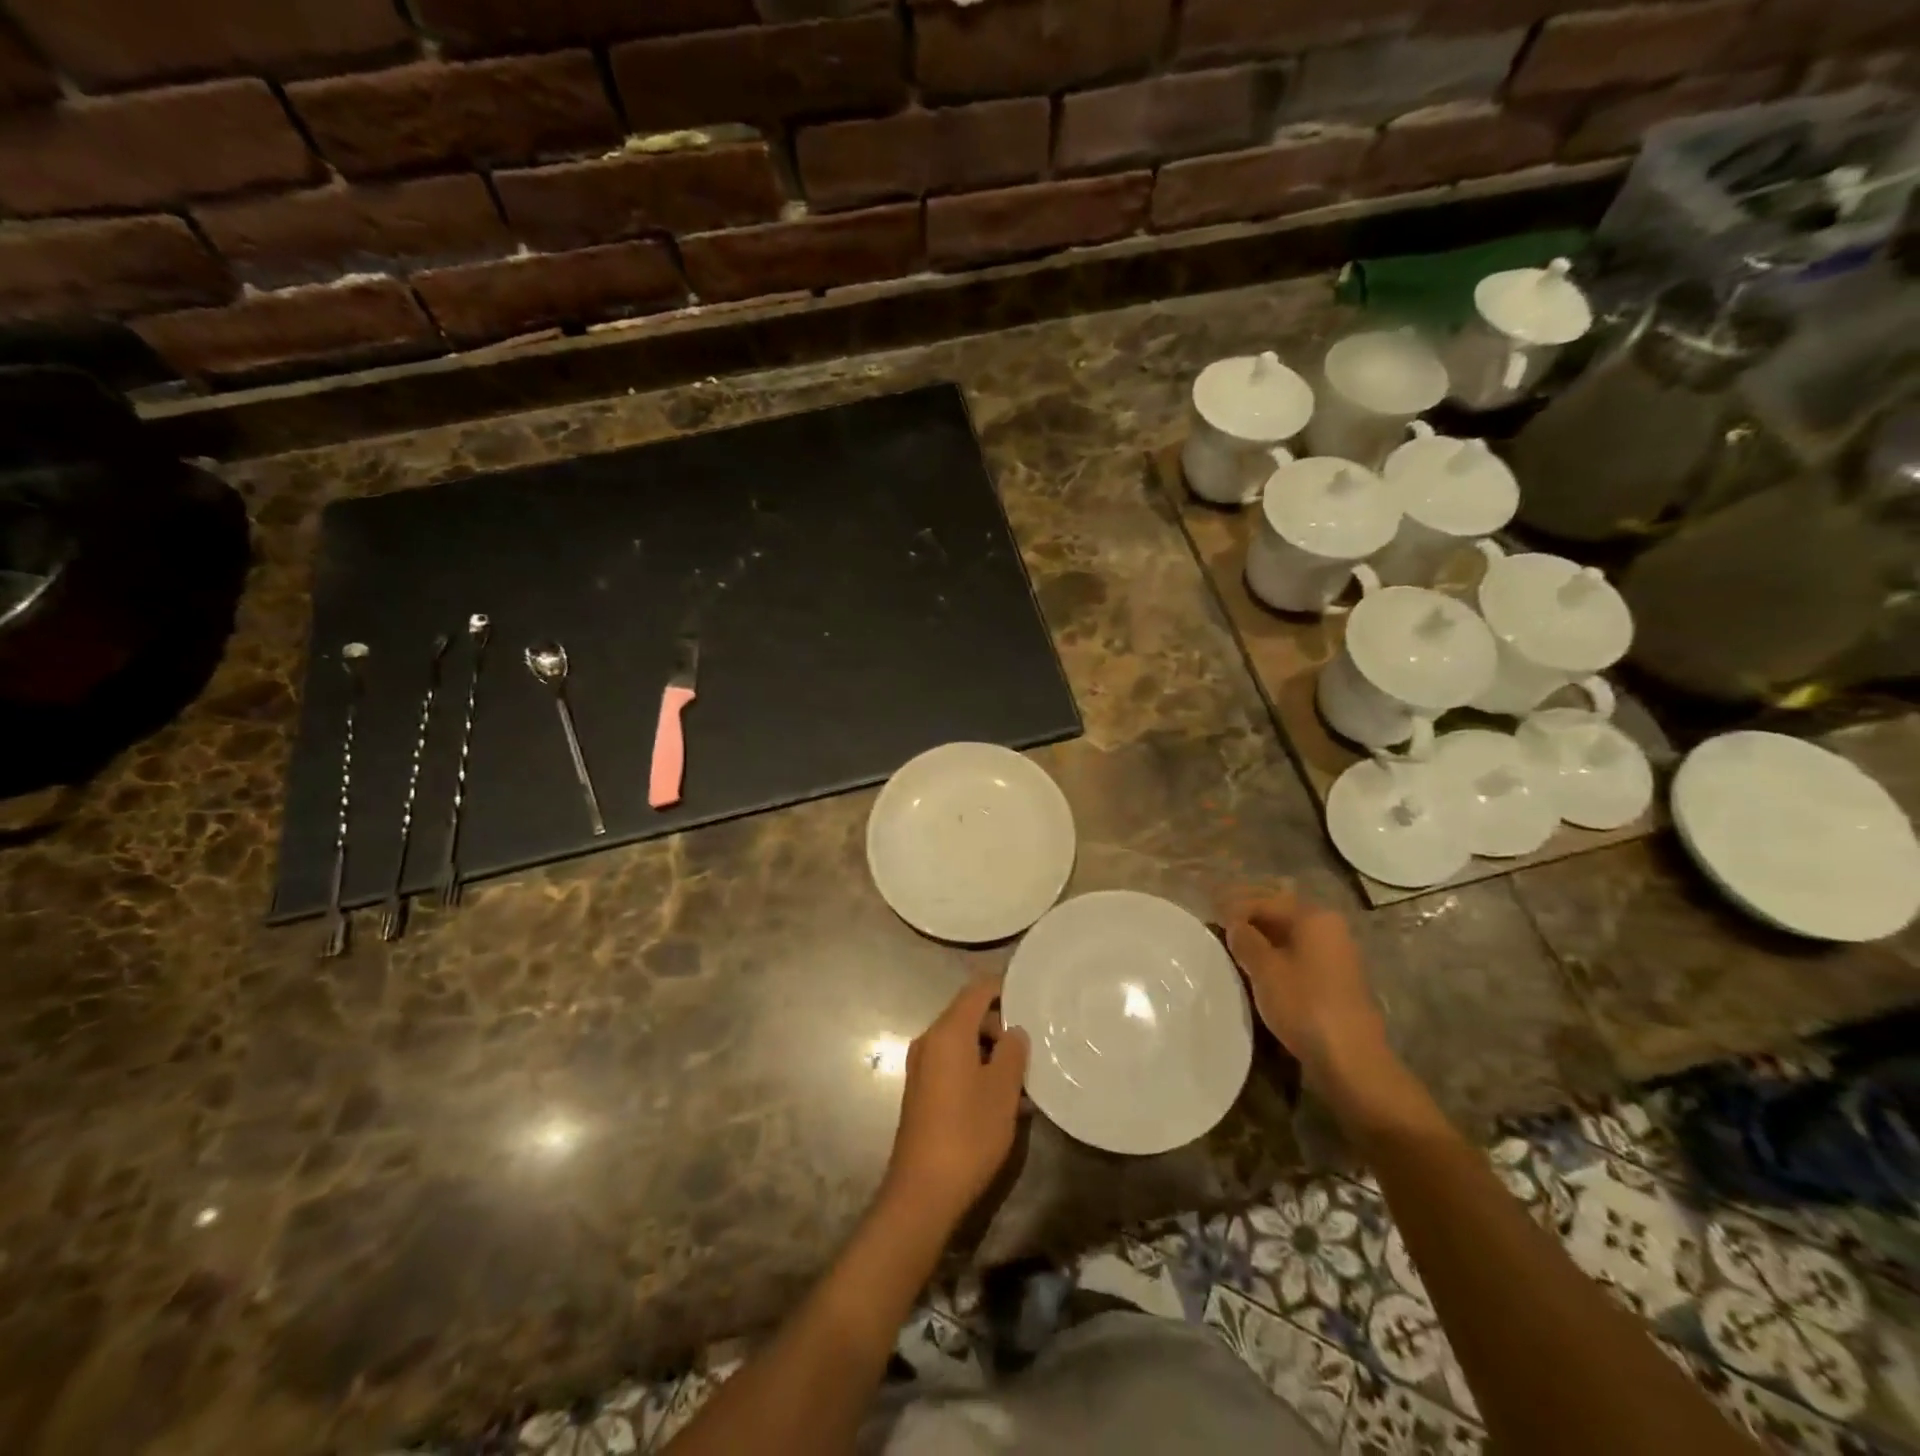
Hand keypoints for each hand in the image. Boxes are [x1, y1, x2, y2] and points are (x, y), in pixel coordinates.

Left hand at [882, 977, 1029, 1228]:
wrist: (923, 1191)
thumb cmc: (968, 1133)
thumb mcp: (1002, 1091)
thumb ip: (1012, 1052)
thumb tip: (1014, 1031)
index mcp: (948, 1032)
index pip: (977, 991)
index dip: (1003, 988)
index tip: (1031, 996)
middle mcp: (929, 1041)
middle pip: (968, 1016)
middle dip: (1001, 1027)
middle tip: (1031, 1049)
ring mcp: (922, 1067)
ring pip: (962, 1044)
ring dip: (991, 1054)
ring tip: (1023, 1081)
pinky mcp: (921, 1091)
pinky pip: (952, 1065)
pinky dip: (976, 1070)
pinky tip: (1002, 1101)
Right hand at [1218, 885, 1389, 1090]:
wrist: (1350, 1059)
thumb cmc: (1304, 1005)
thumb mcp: (1264, 969)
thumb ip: (1245, 940)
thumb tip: (1234, 924)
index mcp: (1314, 918)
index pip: (1265, 901)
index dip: (1234, 907)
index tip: (1209, 917)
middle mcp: (1329, 928)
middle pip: (1280, 915)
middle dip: (1249, 920)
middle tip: (1218, 929)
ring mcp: (1336, 955)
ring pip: (1289, 937)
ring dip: (1261, 940)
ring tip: (1232, 950)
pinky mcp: (1336, 980)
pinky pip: (1299, 956)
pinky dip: (1276, 957)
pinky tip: (1257, 970)